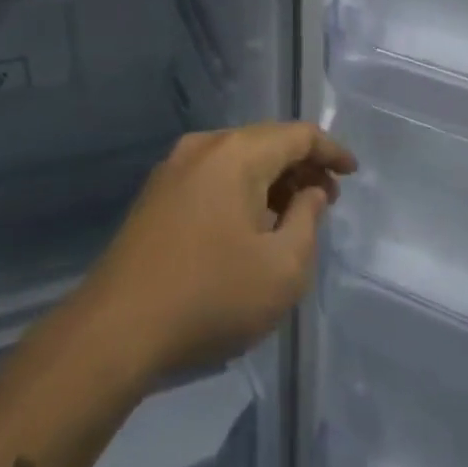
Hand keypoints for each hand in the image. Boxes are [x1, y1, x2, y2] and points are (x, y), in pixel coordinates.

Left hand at [79, 123, 356, 379]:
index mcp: (237, 153)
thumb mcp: (282, 268)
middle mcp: (203, 147)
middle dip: (301, 167)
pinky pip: (212, 178)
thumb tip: (309, 191)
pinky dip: (241, 192)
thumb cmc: (211, 297)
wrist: (115, 331)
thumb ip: (308, 220)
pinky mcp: (155, 196)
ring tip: (292, 217)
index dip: (331, 151)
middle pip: (266, 142)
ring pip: (237, 161)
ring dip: (270, 182)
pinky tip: (249, 227)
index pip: (297, 135)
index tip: (353, 173)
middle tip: (326, 201)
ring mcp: (173, 169)